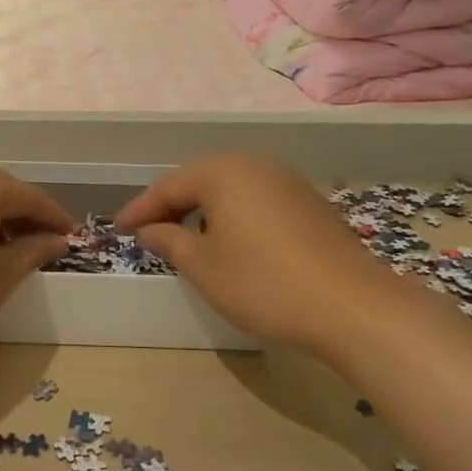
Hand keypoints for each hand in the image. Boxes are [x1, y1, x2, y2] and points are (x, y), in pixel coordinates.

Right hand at [113, 154, 390, 349]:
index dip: (141, 209)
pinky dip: (234, 215)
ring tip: (186, 236)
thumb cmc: (263, 283)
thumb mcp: (203, 267)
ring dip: (204, 209)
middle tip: (149, 230)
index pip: (169, 186)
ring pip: (231, 188)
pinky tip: (231, 241)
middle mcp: (255, 164)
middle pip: (201, 179)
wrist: (352, 306)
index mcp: (223, 172)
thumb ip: (170, 241)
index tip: (119, 228)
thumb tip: (150, 229)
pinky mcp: (310, 202)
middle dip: (173, 204)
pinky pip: (257, 199)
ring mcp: (288, 181)